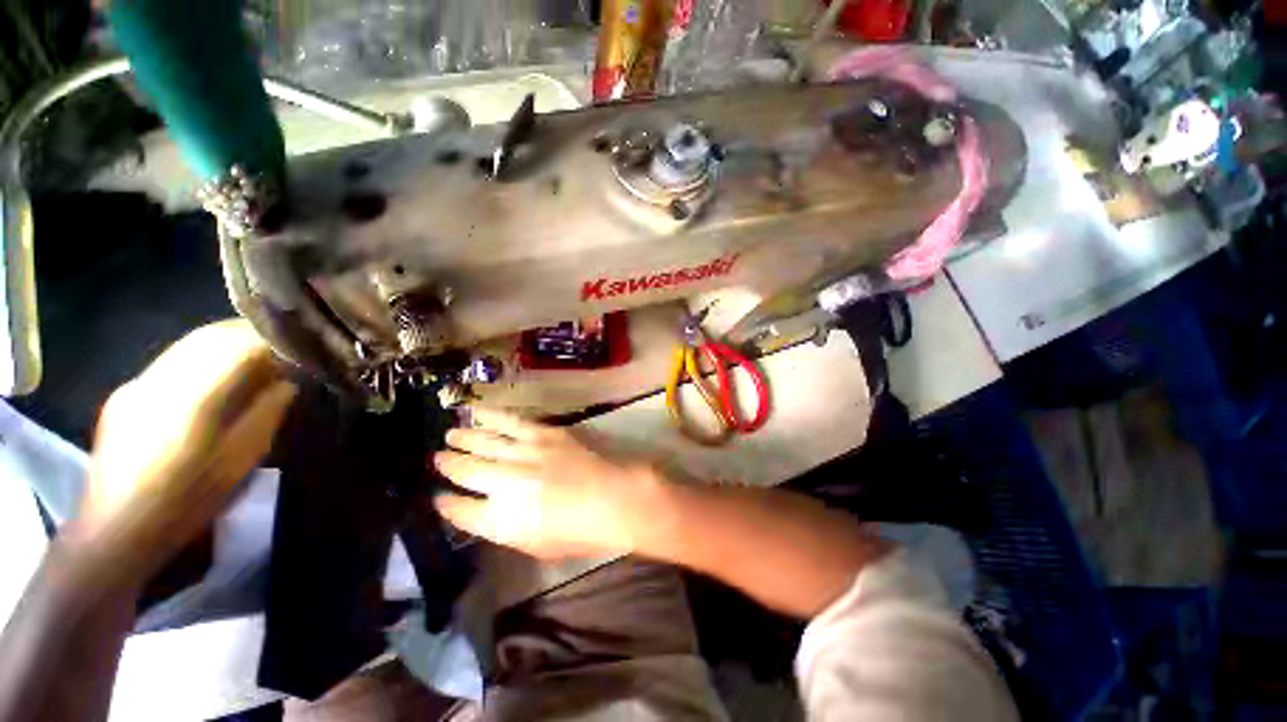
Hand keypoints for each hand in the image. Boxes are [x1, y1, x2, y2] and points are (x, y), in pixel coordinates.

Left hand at [71, 320, 295, 587]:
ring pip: (187, 345)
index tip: (296, 351)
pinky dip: (200, 360)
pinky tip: (212, 383)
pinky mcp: (125, 395)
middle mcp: (159, 380)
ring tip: (252, 363)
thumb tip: (286, 385)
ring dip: (224, 346)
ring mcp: (137, 385)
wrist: (117, 531)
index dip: (270, 341)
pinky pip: (171, 362)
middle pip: (208, 337)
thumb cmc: (187, 501)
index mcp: (191, 397)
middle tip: (279, 350)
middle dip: (247, 336)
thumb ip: (265, 415)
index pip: (236, 345)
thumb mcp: (240, 461)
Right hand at [433, 410, 673, 558]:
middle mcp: (505, 484)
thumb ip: (504, 528)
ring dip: (463, 437)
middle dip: (448, 464)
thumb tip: (483, 511)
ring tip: (449, 434)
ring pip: (483, 442)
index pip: (460, 510)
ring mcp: (524, 454)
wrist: (612, 498)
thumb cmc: (578, 532)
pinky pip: (510, 422)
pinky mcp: (542, 434)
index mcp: (500, 520)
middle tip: (437, 458)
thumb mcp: (535, 545)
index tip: (438, 496)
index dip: (446, 502)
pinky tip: (475, 413)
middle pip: (466, 470)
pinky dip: (490, 416)